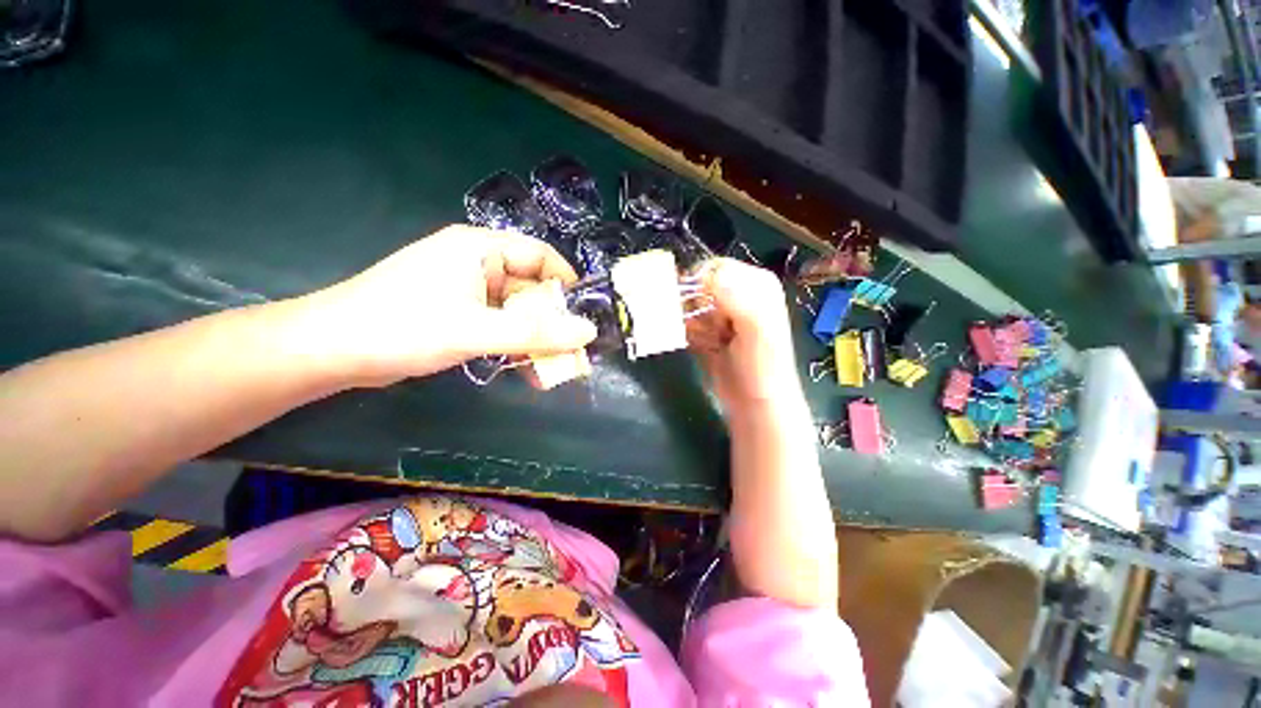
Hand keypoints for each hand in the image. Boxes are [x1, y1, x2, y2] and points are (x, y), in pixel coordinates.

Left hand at [305, 225, 596, 386]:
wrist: (332, 351)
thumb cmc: (403, 328)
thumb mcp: (476, 331)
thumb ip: (535, 332)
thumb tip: (588, 332)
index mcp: (480, 248)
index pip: (540, 254)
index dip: (566, 283)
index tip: (584, 315)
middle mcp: (476, 262)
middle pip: (530, 286)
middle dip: (551, 319)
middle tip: (569, 350)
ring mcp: (466, 288)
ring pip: (516, 309)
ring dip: (533, 336)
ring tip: (550, 367)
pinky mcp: (457, 311)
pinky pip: (498, 323)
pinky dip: (513, 343)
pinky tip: (524, 367)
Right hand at [686, 258, 805, 409]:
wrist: (756, 404)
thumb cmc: (762, 367)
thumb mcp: (757, 330)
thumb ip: (738, 299)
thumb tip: (708, 275)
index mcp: (757, 284)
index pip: (716, 268)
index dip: (701, 285)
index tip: (696, 307)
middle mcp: (739, 294)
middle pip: (699, 285)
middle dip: (693, 305)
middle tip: (705, 328)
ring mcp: (723, 314)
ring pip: (690, 305)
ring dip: (690, 322)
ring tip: (709, 341)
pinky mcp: (709, 331)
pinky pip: (687, 323)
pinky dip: (686, 333)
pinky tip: (701, 347)